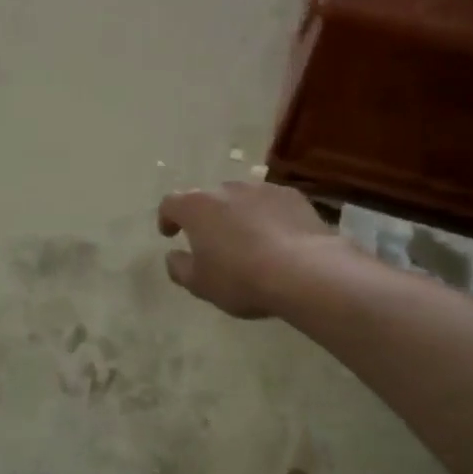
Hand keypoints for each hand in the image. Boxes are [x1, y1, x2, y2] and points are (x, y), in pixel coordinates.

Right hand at [158, 182, 338, 318]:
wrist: (305, 272)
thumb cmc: (241, 278)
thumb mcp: (200, 284)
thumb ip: (179, 267)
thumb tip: (174, 256)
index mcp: (196, 207)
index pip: (170, 203)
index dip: (167, 218)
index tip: (170, 234)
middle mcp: (226, 189)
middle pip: (208, 199)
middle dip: (207, 218)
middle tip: (213, 243)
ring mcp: (261, 189)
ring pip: (241, 199)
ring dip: (238, 215)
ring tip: (248, 242)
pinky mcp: (291, 196)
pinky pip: (271, 203)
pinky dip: (268, 216)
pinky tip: (278, 239)